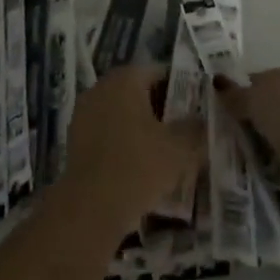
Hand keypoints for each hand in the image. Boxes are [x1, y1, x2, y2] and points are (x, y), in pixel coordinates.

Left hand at [61, 65, 204, 235]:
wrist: (90, 207)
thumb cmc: (138, 167)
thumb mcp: (179, 148)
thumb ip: (196, 128)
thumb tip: (204, 119)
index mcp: (125, 79)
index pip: (159, 72)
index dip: (181, 87)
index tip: (198, 106)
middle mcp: (101, 87)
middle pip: (138, 90)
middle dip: (162, 107)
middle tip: (185, 128)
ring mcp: (84, 112)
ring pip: (122, 111)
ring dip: (142, 125)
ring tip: (166, 148)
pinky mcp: (75, 138)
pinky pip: (107, 131)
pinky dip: (124, 140)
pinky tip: (141, 163)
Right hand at [213, 61, 279, 191]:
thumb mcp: (253, 96)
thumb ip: (235, 93)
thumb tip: (216, 82)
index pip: (276, 75)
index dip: (256, 88)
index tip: (238, 103)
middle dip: (266, 114)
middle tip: (240, 127)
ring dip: (275, 138)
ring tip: (250, 149)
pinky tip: (265, 166)